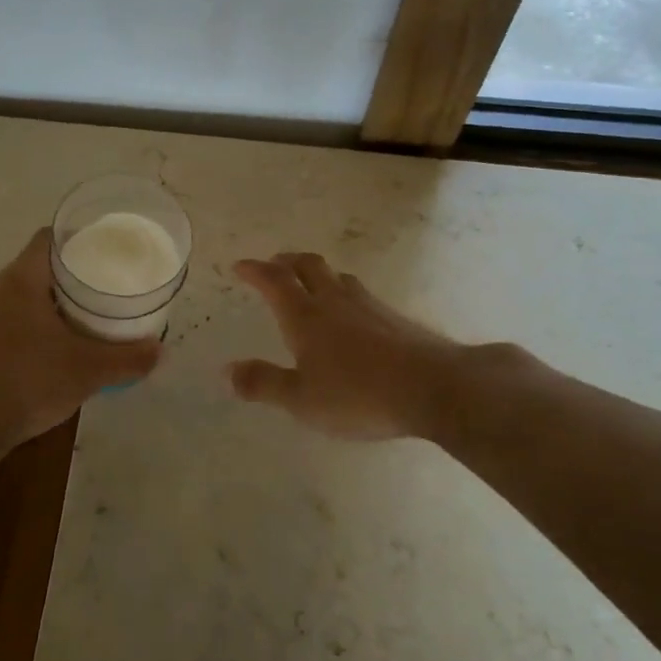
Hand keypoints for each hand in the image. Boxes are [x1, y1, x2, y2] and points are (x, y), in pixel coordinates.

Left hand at [0, 228, 161, 450]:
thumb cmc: (29, 382)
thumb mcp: (89, 370)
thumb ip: (128, 358)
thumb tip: (160, 350)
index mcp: (19, 280)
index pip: (48, 239)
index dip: (77, 239)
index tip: (103, 251)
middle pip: (36, 267)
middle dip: (69, 276)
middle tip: (101, 289)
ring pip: (20, 296)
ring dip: (48, 303)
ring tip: (80, 318)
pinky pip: (6, 320)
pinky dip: (30, 325)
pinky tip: (50, 348)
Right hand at [228, 252, 490, 440]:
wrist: (434, 388)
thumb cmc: (358, 395)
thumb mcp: (301, 399)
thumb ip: (263, 383)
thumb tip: (227, 370)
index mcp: (305, 316)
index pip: (274, 281)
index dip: (254, 270)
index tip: (240, 266)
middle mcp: (334, 301)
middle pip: (308, 266)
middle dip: (286, 261)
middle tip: (274, 264)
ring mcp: (369, 306)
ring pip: (337, 277)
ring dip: (318, 274)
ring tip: (311, 284)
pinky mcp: (395, 319)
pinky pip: (360, 294)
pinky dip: (343, 293)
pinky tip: (351, 315)